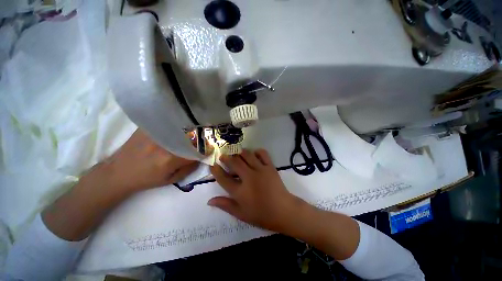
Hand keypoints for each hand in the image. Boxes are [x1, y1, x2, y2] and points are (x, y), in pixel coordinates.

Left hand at [95, 129, 198, 193]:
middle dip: (202, 138)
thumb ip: (189, 168)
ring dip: (191, 131)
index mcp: (170, 159)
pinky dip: (178, 125)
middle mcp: (164, 144)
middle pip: (191, 137)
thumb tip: (201, 157)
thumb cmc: (146, 179)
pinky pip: (169, 124)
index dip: (206, 150)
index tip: (211, 149)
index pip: (196, 151)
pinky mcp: (148, 128)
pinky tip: (181, 126)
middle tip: (206, 139)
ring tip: (196, 132)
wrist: (118, 172)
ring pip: (181, 129)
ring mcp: (155, 133)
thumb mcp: (171, 180)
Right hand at [208, 149, 304, 232]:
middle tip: (223, 155)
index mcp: (240, 192)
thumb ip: (225, 205)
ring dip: (240, 152)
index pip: (223, 179)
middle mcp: (249, 178)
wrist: (283, 211)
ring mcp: (260, 170)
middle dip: (226, 157)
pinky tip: (254, 153)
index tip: (212, 165)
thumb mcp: (241, 214)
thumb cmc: (261, 214)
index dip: (216, 171)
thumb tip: (209, 201)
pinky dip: (257, 151)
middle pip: (234, 163)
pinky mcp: (270, 167)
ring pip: (247, 155)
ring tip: (236, 153)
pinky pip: (263, 154)